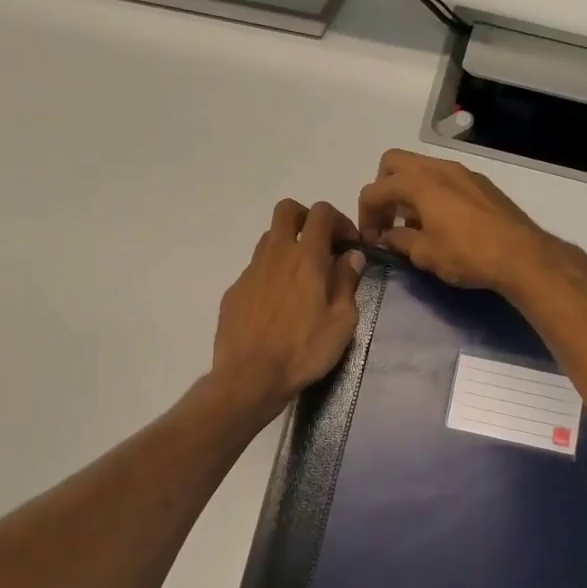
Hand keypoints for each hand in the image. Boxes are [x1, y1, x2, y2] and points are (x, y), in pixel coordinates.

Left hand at [211, 200, 365, 413]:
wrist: (250, 377)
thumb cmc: (303, 351)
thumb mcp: (341, 321)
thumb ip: (347, 282)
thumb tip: (352, 256)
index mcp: (306, 258)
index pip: (321, 212)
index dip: (339, 220)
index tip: (348, 244)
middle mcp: (276, 255)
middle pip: (287, 210)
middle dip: (306, 218)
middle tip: (321, 244)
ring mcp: (251, 271)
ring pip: (269, 239)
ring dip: (288, 246)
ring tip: (301, 278)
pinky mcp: (235, 290)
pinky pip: (256, 269)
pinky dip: (271, 275)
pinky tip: (278, 306)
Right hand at [356, 150, 558, 294]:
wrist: (522, 255)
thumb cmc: (467, 254)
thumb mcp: (424, 253)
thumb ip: (399, 240)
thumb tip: (387, 236)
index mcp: (419, 182)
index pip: (374, 190)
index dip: (365, 215)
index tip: (372, 240)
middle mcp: (439, 168)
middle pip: (394, 163)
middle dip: (383, 189)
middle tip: (388, 220)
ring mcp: (462, 172)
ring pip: (421, 169)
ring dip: (408, 191)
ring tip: (413, 225)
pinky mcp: (481, 184)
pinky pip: (444, 179)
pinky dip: (431, 193)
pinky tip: (440, 223)